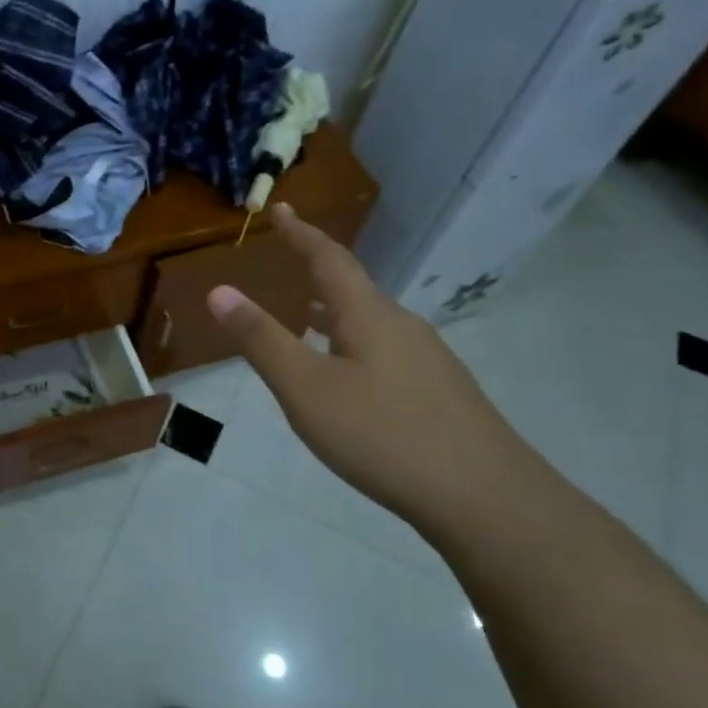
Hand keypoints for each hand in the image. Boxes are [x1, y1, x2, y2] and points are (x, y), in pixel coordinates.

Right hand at [206, 205, 540, 522]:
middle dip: (316, 274)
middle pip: (353, 289)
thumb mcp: (306, 389)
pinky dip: (353, 346)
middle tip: (287, 265)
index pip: (329, 259)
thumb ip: (262, 340)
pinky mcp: (440, 392)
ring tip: (305, 321)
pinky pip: (385, 351)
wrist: (488, 499)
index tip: (281, 208)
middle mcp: (402, 326)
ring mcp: (427, 360)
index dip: (301, 233)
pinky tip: (348, 379)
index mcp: (368, 315)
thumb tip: (219, 290)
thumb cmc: (384, 436)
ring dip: (333, 314)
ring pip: (370, 323)